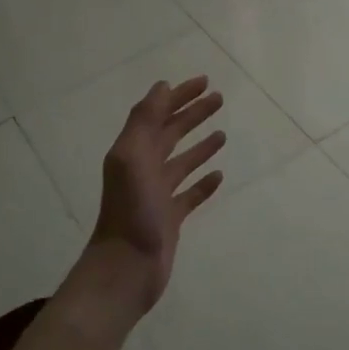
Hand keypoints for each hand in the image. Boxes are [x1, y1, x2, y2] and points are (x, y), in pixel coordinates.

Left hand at [83, 77, 225, 317]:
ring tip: (222, 133)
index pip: (158, 114)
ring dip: (200, 146)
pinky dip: (203, 183)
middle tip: (219, 99)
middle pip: (171, 133)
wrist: (126, 267)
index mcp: (133, 151)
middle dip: (193, 114)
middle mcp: (144, 169)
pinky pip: (190, 195)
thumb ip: (144, 121)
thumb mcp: (132, 157)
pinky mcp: (170, 218)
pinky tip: (219, 175)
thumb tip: (162, 87)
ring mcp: (157, 195)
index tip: (204, 81)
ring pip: (182, 162)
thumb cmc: (131, 210)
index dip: (179, 96)